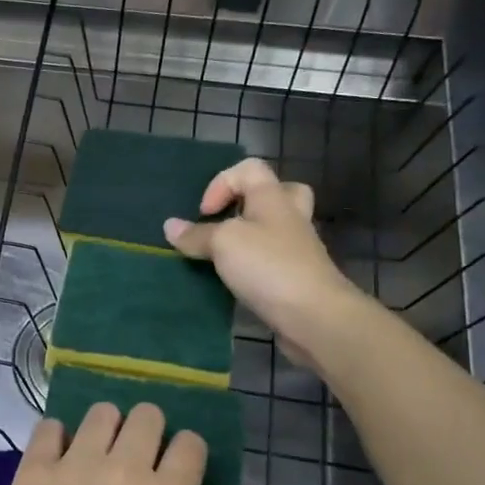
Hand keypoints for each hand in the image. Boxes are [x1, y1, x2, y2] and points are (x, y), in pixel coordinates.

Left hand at [0, 403, 256, 484]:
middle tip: (139, 461)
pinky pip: (48, 426)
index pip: (190, 442)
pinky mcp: (35, 471)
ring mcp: (75, 465)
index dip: (188, 454)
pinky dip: (57, 437)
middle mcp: (124, 468)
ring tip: (100, 455)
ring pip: (101, 413)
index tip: (178, 474)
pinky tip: (59, 459)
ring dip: (107, 428)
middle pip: (147, 415)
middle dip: (150, 432)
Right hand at [163, 158, 364, 346]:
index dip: (221, 183)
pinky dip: (252, 266)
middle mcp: (289, 218)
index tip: (205, 213)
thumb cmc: (268, 266)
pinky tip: (234, 280)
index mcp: (273, 198)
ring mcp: (297, 249)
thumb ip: (196, 234)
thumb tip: (170, 226)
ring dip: (249, 238)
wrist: (314, 315)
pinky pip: (271, 260)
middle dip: (249, 203)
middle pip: (277, 194)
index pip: (250, 168)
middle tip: (228, 221)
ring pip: (274, 230)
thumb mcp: (223, 243)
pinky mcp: (296, 278)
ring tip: (223, 255)